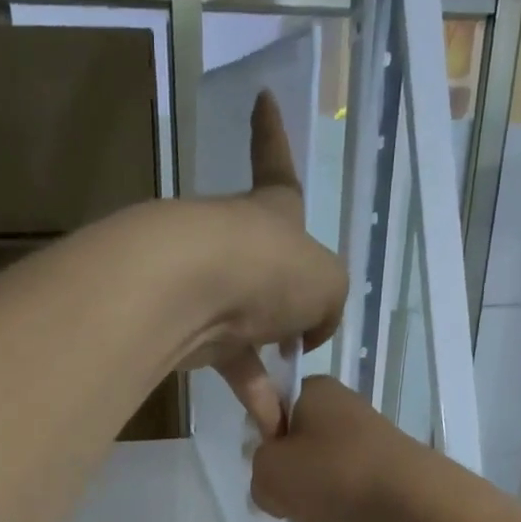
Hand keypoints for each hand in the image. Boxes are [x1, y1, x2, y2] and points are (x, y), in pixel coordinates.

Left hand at [179, 92, 346, 434]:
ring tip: (295, 399)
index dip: (271, 133)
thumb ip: (328, 303)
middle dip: (286, 297)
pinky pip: (231, 365)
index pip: (275, 161)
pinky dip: (253, 394)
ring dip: (272, 364)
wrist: (192, 291)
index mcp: (273, 210)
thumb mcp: (328, 283)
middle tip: (302, 332)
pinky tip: (272, 424)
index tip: (261, 98)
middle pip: (266, 265)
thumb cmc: (270, 268)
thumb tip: (308, 332)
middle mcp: (239, 242)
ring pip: (249, 327)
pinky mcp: (192, 330)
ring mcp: (211, 285)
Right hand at [251, 376, 433, 521]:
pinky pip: (339, 509)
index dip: (259, 437)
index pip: (275, 405)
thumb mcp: (268, 471)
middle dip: (280, 477)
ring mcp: (367, 455)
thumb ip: (258, 473)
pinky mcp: (382, 490)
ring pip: (320, 482)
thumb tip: (275, 488)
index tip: (253, 465)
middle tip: (266, 502)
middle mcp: (344, 417)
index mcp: (316, 394)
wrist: (410, 509)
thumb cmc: (330, 476)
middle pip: (298, 447)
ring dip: (298, 510)